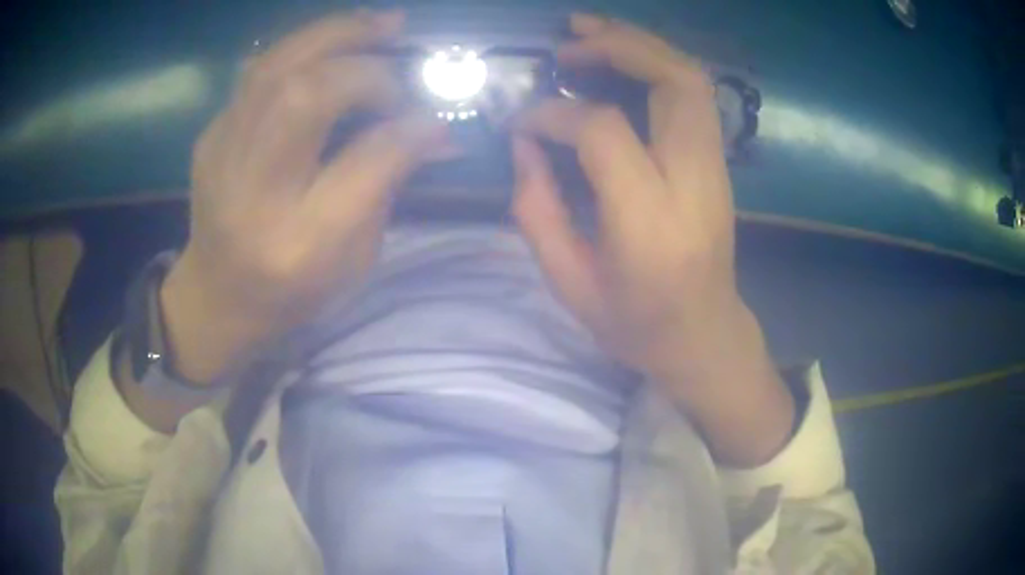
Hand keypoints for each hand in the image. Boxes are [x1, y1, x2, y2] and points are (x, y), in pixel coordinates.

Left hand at [161, 11, 443, 382]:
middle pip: (305, 96)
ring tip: (378, 22)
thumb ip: (388, 186)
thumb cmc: (291, 291)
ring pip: (275, 68)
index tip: (434, 119)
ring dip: (332, 34)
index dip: (406, 129)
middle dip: (363, 64)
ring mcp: (221, 157)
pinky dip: (303, 49)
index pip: (363, 162)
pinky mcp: (210, 137)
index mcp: (299, 242)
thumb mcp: (352, 259)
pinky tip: (331, 46)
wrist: (215, 296)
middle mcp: (254, 192)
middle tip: (403, 39)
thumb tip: (432, 129)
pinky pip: (258, 74)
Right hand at [512, 14, 793, 465]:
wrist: (705, 336)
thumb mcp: (568, 282)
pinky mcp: (719, 163)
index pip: (603, 131)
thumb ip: (536, 208)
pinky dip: (658, 64)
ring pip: (692, 79)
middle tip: (567, 41)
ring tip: (591, 34)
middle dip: (619, 46)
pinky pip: (695, 95)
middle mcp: (694, 181)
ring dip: (642, 45)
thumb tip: (524, 142)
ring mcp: (716, 168)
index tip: (524, 121)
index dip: (555, 113)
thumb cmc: (635, 324)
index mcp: (649, 221)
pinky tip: (622, 60)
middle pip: (674, 82)